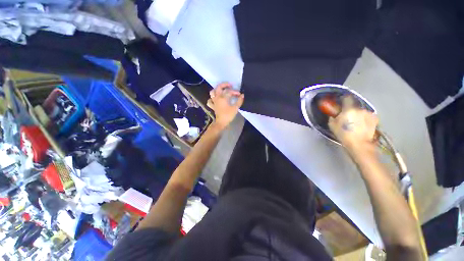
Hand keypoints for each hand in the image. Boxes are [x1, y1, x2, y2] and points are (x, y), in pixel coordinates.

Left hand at [207, 82, 243, 129]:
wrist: (221, 123)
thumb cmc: (228, 115)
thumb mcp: (235, 108)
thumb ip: (239, 101)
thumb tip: (242, 95)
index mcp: (223, 97)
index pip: (229, 92)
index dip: (235, 92)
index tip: (240, 94)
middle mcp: (217, 98)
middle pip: (219, 87)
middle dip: (224, 84)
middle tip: (230, 85)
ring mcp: (214, 102)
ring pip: (212, 92)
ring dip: (216, 90)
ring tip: (221, 90)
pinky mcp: (213, 106)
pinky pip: (210, 101)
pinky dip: (211, 99)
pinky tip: (215, 99)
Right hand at [328, 96, 378, 157]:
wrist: (359, 144)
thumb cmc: (343, 135)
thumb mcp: (332, 125)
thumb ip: (333, 116)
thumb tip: (334, 113)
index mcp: (348, 109)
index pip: (347, 98)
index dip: (343, 99)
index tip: (341, 102)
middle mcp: (360, 109)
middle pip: (353, 106)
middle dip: (350, 110)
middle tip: (347, 118)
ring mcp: (368, 114)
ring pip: (361, 111)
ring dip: (358, 115)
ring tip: (355, 123)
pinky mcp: (375, 119)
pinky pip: (367, 116)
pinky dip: (364, 118)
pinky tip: (362, 125)